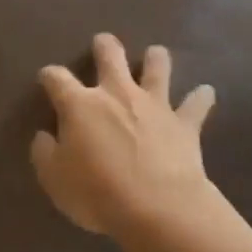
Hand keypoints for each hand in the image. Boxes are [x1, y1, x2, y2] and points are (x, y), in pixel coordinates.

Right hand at [31, 34, 216, 235]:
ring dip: (156, 59)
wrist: (158, 207)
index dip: (49, 76)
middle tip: (103, 43)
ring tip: (155, 54)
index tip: (46, 78)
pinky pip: (196, 104)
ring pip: (157, 68)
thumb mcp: (54, 180)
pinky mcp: (184, 123)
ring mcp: (155, 104)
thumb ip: (45, 154)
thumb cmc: (97, 194)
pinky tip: (206, 92)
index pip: (57, 79)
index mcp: (80, 105)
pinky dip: (201, 97)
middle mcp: (117, 94)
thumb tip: (44, 136)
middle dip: (105, 46)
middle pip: (110, 56)